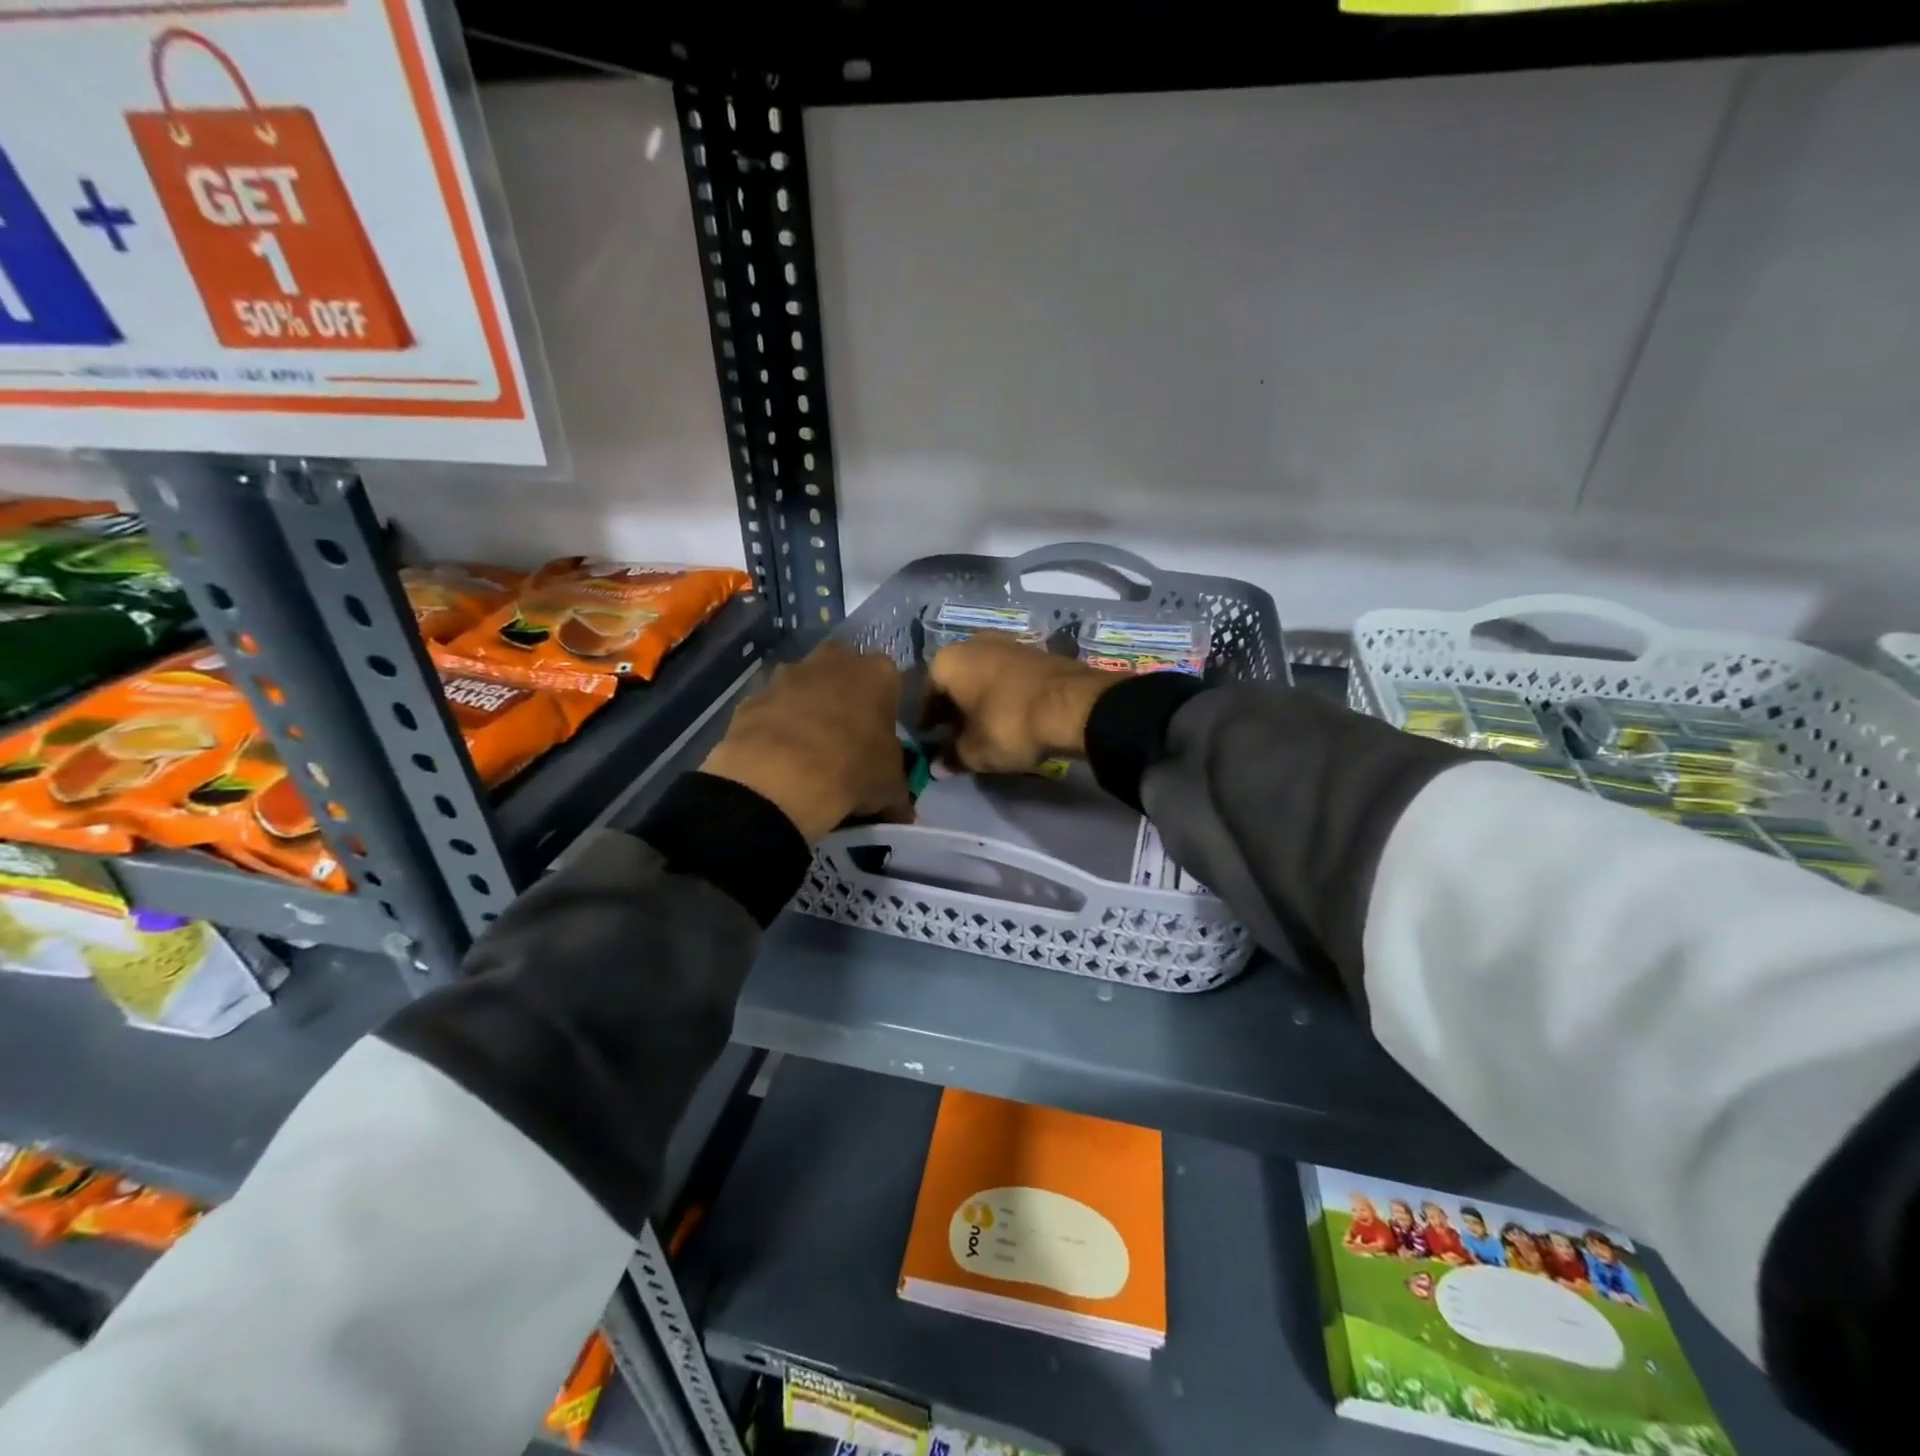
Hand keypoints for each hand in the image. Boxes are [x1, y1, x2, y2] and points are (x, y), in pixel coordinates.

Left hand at [702, 642, 909, 841]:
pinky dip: (775, 726)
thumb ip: (899, 793)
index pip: (891, 681)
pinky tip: (776, 757)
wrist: (780, 778)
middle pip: (843, 670)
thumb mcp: (891, 788)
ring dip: (806, 707)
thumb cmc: (852, 770)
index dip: (886, 709)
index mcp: (877, 673)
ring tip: (807, 749)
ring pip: (803, 685)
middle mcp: (833, 661)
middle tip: (845, 735)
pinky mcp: (753, 696)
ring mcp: (788, 674)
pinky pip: (771, 709)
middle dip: (844, 695)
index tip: (881, 737)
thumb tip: (902, 815)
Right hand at [925, 635, 1111, 773]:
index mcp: (948, 661)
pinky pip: (1007, 675)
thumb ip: (952, 757)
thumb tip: (937, 767)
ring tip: (984, 727)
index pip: (927, 693)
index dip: (928, 720)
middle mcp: (973, 643)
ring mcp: (1007, 643)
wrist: (1073, 705)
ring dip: (979, 698)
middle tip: (956, 734)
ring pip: (982, 675)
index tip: (931, 739)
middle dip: (954, 706)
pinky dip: (1002, 693)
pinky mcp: (1036, 651)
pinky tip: (1009, 715)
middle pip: (955, 680)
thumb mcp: (975, 751)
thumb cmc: (1009, 725)